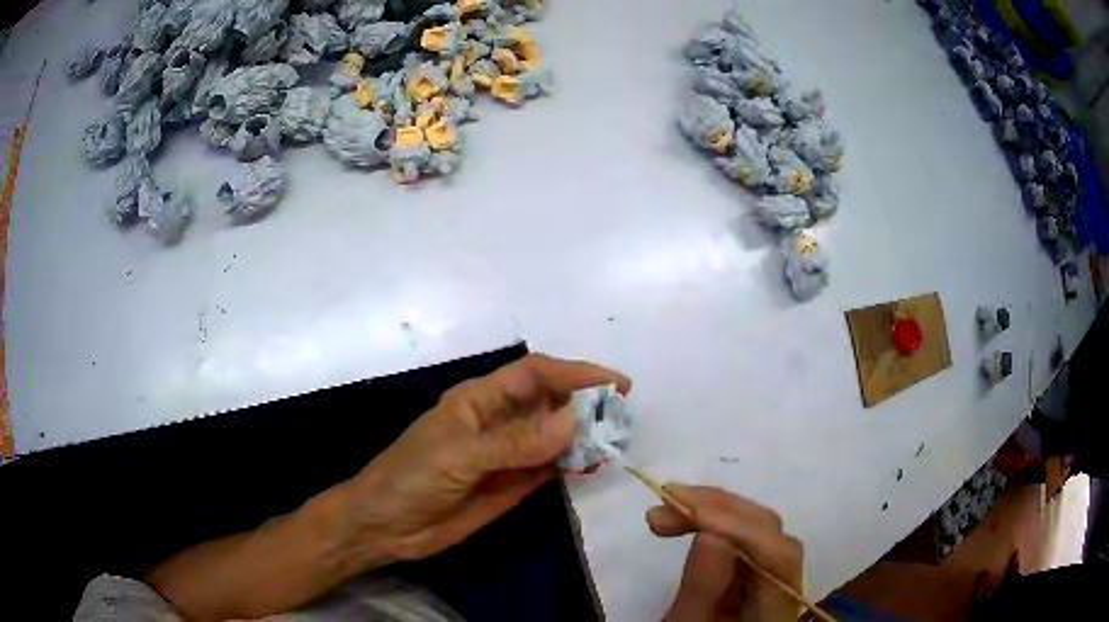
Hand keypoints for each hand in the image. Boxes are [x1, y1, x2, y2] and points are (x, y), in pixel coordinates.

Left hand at [343, 353, 629, 562]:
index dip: (575, 373)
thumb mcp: (458, 457)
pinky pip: (549, 467)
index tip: (615, 384)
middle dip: (586, 403)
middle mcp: (498, 421)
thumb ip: (514, 443)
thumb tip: (573, 423)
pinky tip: (593, 465)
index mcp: (479, 400)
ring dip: (584, 435)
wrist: (385, 527)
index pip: (535, 374)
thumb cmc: (410, 479)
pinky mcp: (511, 484)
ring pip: (554, 435)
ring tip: (617, 441)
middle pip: (549, 402)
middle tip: (624, 417)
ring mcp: (507, 454)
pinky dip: (573, 464)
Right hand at [647, 486, 803, 621]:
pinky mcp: (757, 568)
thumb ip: (702, 589)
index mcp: (776, 610)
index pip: (777, 557)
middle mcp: (787, 585)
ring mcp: (774, 574)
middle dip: (721, 509)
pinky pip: (745, 535)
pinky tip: (690, 516)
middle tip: (667, 499)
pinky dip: (717, 520)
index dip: (740, 529)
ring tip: (668, 504)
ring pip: (759, 527)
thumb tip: (709, 533)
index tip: (692, 512)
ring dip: (715, 509)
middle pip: (772, 533)